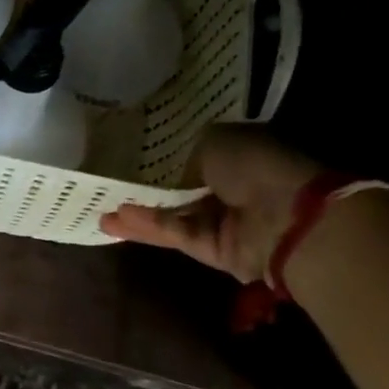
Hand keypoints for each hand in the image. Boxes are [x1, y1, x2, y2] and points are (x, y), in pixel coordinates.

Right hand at [99, 124, 320, 282]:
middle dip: (144, 184)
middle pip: (179, 185)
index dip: (161, 150)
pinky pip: (174, 233)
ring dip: (137, 210)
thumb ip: (185, 150)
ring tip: (98, 206)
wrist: (290, 219)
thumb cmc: (256, 166)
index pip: (194, 150)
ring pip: (171, 213)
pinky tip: (114, 220)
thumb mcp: (215, 139)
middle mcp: (230, 185)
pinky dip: (148, 226)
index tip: (125, 147)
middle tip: (105, 179)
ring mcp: (221, 219)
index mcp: (238, 152)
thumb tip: (166, 162)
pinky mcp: (212, 248)